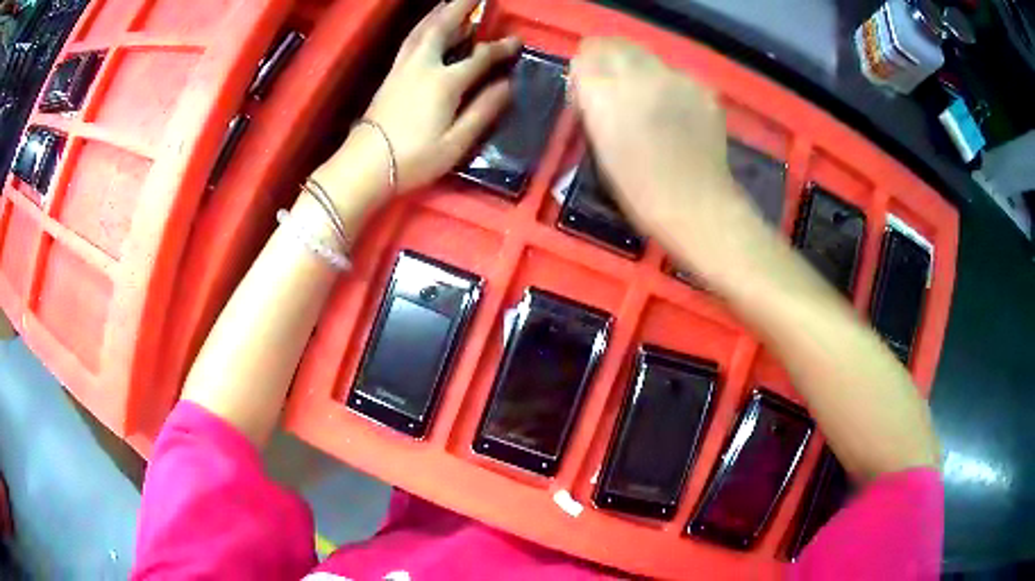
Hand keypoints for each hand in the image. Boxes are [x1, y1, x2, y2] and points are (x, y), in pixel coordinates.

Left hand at [320, 0, 520, 197]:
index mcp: (443, 82)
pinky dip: (423, 27)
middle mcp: (422, 65)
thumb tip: (507, 85)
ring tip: (451, 3)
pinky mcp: (390, 75)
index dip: (501, 48)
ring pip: (422, 30)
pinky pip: (410, 41)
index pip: (479, 57)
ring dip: (438, 13)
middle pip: (443, 27)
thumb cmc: (413, 159)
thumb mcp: (456, 142)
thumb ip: (483, 111)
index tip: (517, 41)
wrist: (365, 166)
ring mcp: (402, 68)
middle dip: (461, 8)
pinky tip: (427, 27)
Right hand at [572, 38, 761, 271]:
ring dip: (643, 73)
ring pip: (649, 57)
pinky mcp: (702, 88)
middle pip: (616, 46)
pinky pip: (677, 76)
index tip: (589, 87)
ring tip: (652, 104)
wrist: (695, 206)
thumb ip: (594, 106)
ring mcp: (675, 78)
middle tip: (618, 90)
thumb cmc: (638, 190)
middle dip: (611, 61)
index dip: (587, 69)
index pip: (587, 55)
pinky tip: (678, 115)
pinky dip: (672, 87)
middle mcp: (639, 75)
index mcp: (604, 94)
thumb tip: (593, 86)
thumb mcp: (599, 146)